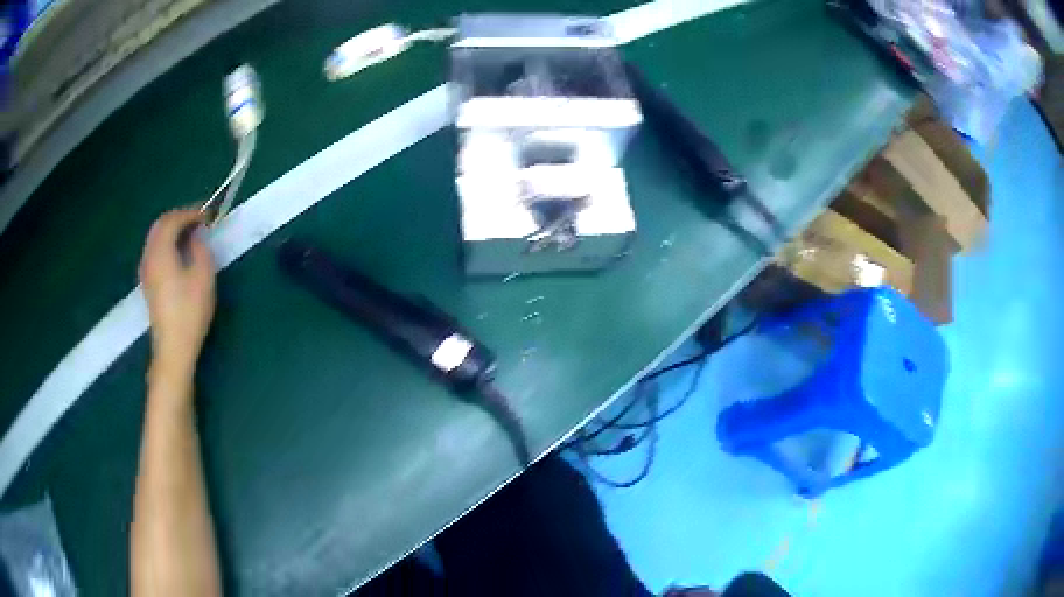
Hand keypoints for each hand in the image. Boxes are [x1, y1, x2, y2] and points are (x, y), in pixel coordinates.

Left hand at [139, 210, 215, 378]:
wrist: (173, 348)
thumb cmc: (189, 312)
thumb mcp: (203, 277)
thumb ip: (200, 249)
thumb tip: (196, 236)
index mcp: (161, 251)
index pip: (172, 220)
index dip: (190, 212)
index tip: (208, 214)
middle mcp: (149, 256)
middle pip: (159, 226)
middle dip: (179, 218)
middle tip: (198, 220)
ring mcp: (146, 271)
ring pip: (155, 238)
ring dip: (172, 231)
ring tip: (190, 235)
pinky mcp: (148, 284)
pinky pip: (155, 251)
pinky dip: (166, 244)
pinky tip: (179, 253)